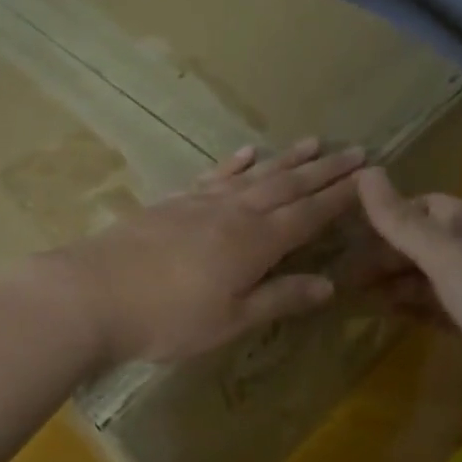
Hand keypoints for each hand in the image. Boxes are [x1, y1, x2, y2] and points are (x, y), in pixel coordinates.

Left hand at [49, 139, 365, 365]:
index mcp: (257, 242)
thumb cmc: (168, 318)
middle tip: (355, 151)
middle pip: (288, 186)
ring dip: (287, 159)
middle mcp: (235, 213)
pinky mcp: (174, 203)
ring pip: (255, 175)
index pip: (310, 214)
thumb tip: (328, 285)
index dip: (341, 197)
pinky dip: (234, 164)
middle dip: (325, 170)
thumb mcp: (232, 319)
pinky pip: (213, 176)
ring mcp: (202, 203)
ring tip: (314, 142)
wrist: (92, 294)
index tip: (368, 177)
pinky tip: (246, 153)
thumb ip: (280, 298)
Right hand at [355, 167, 461, 420]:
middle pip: (423, 244)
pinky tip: (379, 312)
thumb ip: (403, 222)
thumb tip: (365, 172)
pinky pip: (431, 309)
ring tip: (349, 291)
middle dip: (385, 253)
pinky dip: (406, 307)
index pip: (429, 208)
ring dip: (391, 281)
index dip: (392, 214)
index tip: (350, 228)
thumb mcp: (447, 256)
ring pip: (424, 278)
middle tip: (340, 269)